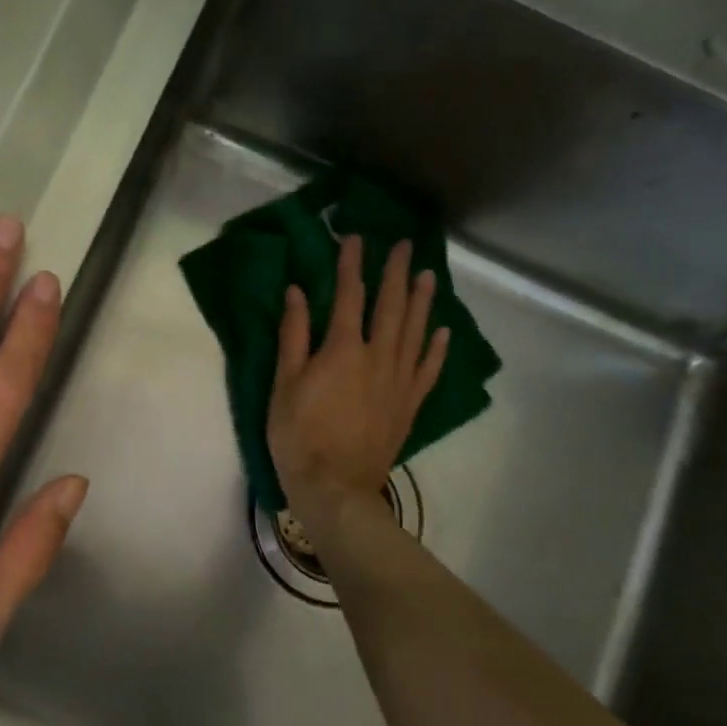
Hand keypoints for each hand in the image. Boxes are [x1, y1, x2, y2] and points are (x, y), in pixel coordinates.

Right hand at [267, 235, 447, 523]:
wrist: (335, 488)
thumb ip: (294, 336)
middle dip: (396, 272)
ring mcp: (399, 381)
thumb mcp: (284, 384)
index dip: (352, 264)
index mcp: (343, 349)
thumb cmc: (299, 436)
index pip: (350, 295)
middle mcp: (378, 357)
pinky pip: (428, 369)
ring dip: (422, 300)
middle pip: (391, 306)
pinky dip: (436, 348)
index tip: (355, 238)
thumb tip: (298, 292)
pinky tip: (442, 331)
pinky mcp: (409, 405)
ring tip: (427, 274)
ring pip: (415, 331)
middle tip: (403, 245)